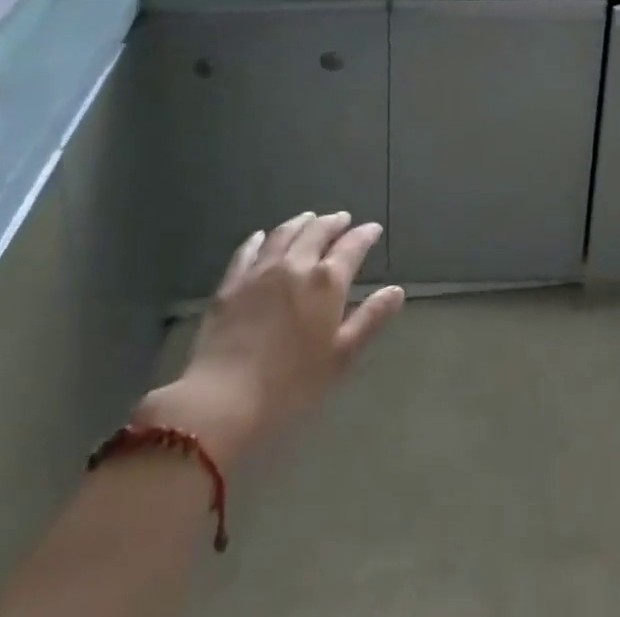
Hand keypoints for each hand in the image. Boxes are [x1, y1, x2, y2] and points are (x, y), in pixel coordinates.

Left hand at [138, 211, 403, 468]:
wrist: (223, 401)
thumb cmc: (291, 385)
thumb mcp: (341, 357)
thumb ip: (370, 319)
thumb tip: (396, 290)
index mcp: (326, 282)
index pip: (352, 246)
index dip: (365, 235)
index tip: (373, 229)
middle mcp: (296, 265)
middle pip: (318, 231)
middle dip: (333, 222)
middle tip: (342, 219)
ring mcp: (260, 271)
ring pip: (284, 234)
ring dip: (301, 222)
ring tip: (309, 218)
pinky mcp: (230, 284)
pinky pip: (247, 251)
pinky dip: (259, 239)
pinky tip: (261, 237)